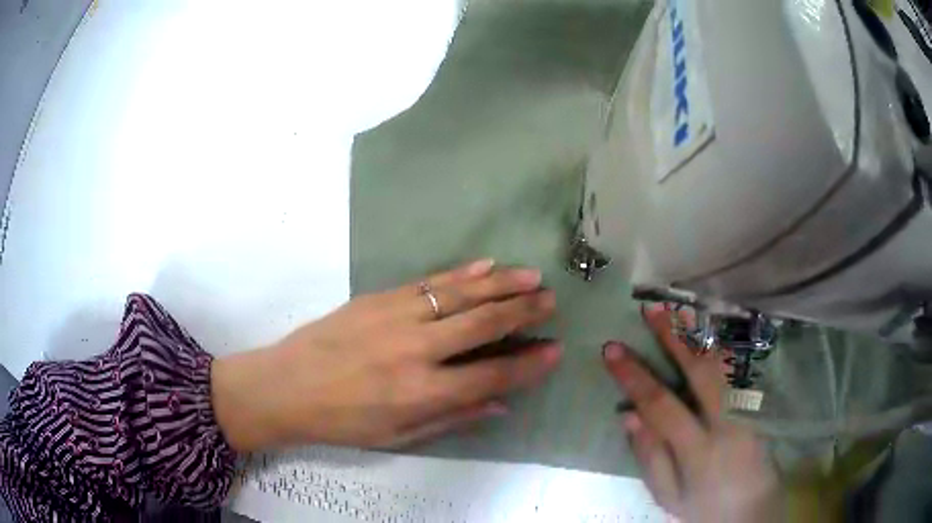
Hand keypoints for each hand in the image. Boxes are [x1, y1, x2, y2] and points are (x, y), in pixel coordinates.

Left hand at [212, 259, 560, 450]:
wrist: (287, 386)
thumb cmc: (343, 422)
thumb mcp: (398, 437)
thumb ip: (453, 417)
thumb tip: (501, 403)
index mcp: (421, 392)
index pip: (492, 375)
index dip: (528, 364)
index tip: (555, 350)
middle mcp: (416, 349)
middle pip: (482, 324)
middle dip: (523, 311)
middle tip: (551, 301)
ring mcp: (396, 316)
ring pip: (460, 294)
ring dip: (500, 284)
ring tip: (531, 277)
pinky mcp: (378, 296)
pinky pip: (429, 281)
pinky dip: (461, 273)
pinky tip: (485, 265)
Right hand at [603, 306, 782, 522]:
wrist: (753, 508)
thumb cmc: (705, 507)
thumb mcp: (669, 496)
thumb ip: (650, 457)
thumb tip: (629, 415)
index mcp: (698, 450)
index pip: (661, 404)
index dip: (634, 375)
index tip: (612, 349)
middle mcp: (727, 422)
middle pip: (699, 371)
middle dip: (673, 338)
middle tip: (651, 308)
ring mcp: (747, 410)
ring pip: (723, 363)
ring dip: (698, 335)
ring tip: (678, 311)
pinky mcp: (757, 405)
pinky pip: (736, 369)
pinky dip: (718, 347)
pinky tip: (706, 334)